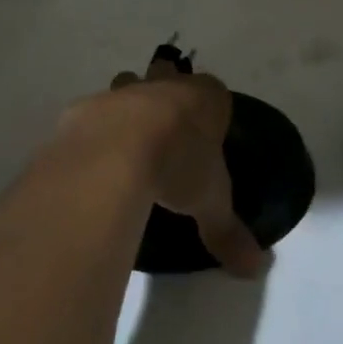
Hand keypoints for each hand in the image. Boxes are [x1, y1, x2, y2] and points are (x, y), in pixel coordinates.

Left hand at [100, 59, 264, 276]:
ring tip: (127, 140)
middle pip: (168, 75)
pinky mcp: (87, 107)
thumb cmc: (178, 165)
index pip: (214, 93)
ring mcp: (124, 92)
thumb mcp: (210, 203)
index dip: (209, 110)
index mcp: (204, 99)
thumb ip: (228, 231)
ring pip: (128, 84)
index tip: (205, 132)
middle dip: (166, 91)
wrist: (116, 151)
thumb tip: (255, 268)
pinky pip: (93, 113)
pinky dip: (94, 130)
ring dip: (128, 103)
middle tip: (165, 127)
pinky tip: (93, 158)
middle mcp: (165, 85)